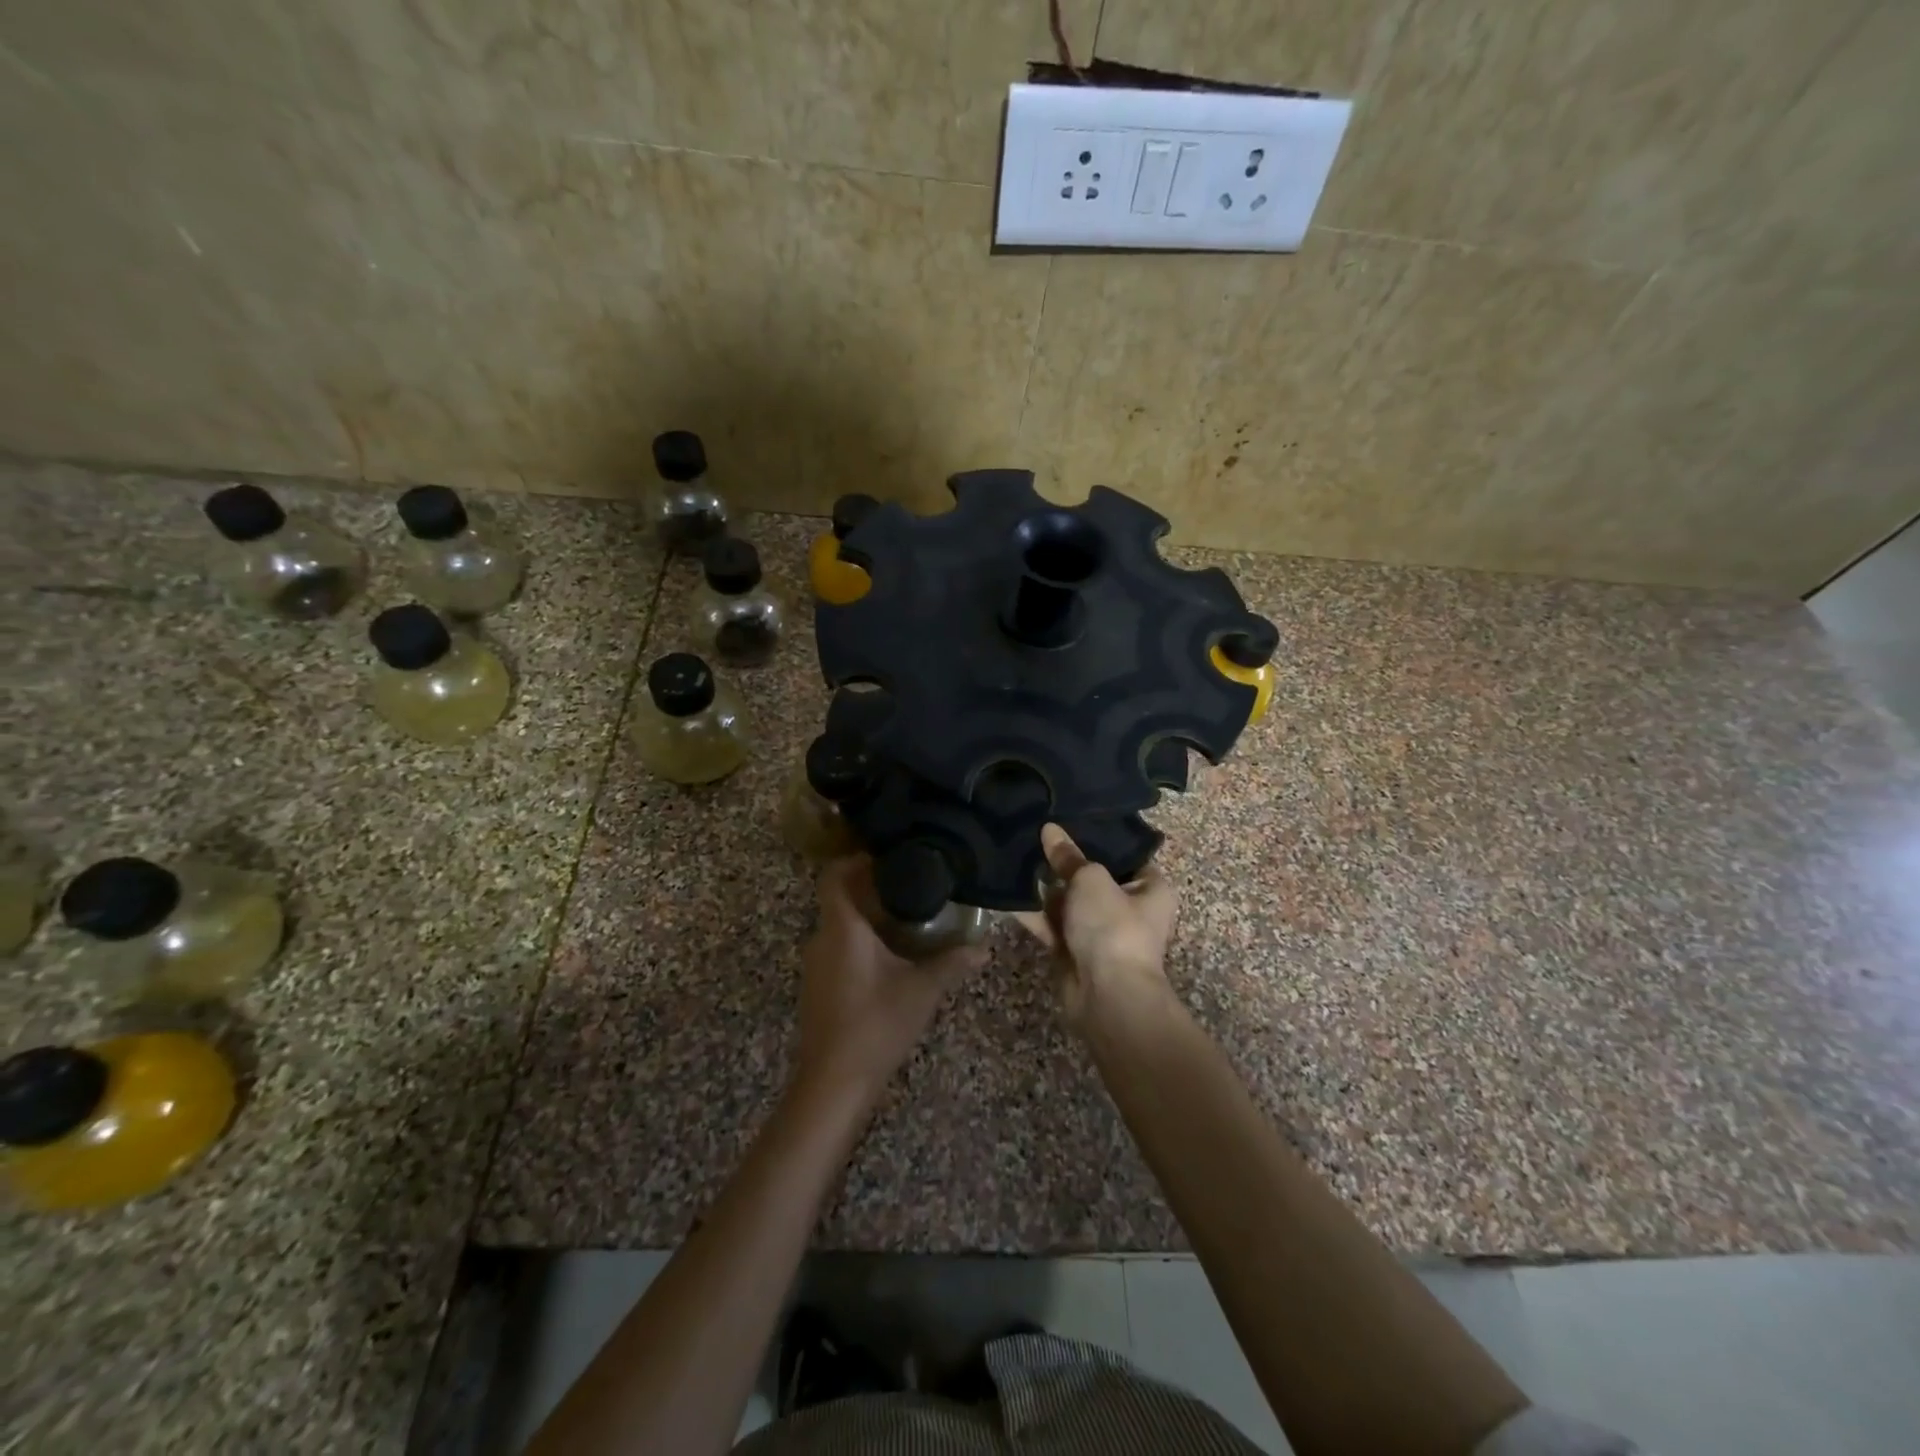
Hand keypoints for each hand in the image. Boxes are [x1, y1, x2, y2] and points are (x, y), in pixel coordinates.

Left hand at [794, 855, 985, 1106]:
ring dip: (866, 919)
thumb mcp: (921, 991)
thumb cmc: (876, 1025)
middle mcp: (821, 939)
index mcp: (841, 928)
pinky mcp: (817, 988)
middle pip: (839, 900)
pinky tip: (889, 958)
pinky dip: (859, 943)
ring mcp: (815, 966)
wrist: (833, 1083)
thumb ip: (951, 963)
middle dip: (871, 891)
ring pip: (838, 926)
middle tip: (910, 888)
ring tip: (906, 920)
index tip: (887, 859)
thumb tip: (984, 946)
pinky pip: (836, 949)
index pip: (834, 876)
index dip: (855, 861)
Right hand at [1014, 823, 1177, 1031]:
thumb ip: (1068, 857)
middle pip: (1092, 877)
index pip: (1125, 855)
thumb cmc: (1113, 926)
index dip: (1098, 838)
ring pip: (1068, 902)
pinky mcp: (1074, 951)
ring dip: (1044, 887)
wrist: (1107, 995)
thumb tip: (1050, 829)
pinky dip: (1033, 913)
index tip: (1069, 819)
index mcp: (1150, 888)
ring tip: (1014, 856)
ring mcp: (1100, 932)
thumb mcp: (1090, 880)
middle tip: (1034, 834)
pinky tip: (1007, 893)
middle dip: (1064, 862)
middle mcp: (1129, 908)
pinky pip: (1051, 925)